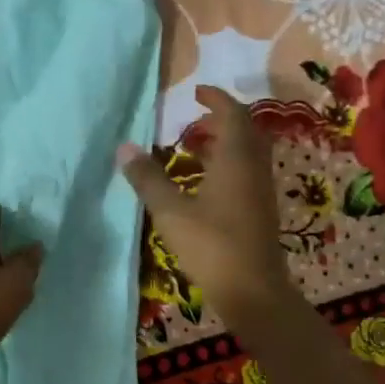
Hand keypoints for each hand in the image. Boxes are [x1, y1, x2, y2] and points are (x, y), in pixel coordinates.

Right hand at [117, 85, 293, 322]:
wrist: (253, 291)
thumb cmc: (212, 246)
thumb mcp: (171, 212)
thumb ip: (148, 179)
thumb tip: (124, 147)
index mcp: (236, 159)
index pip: (232, 114)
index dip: (216, 98)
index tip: (196, 92)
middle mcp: (254, 168)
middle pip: (245, 131)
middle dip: (222, 120)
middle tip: (194, 120)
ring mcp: (260, 191)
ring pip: (247, 154)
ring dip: (225, 144)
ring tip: (194, 148)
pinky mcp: (260, 211)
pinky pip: (246, 173)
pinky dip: (228, 165)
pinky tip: (205, 184)